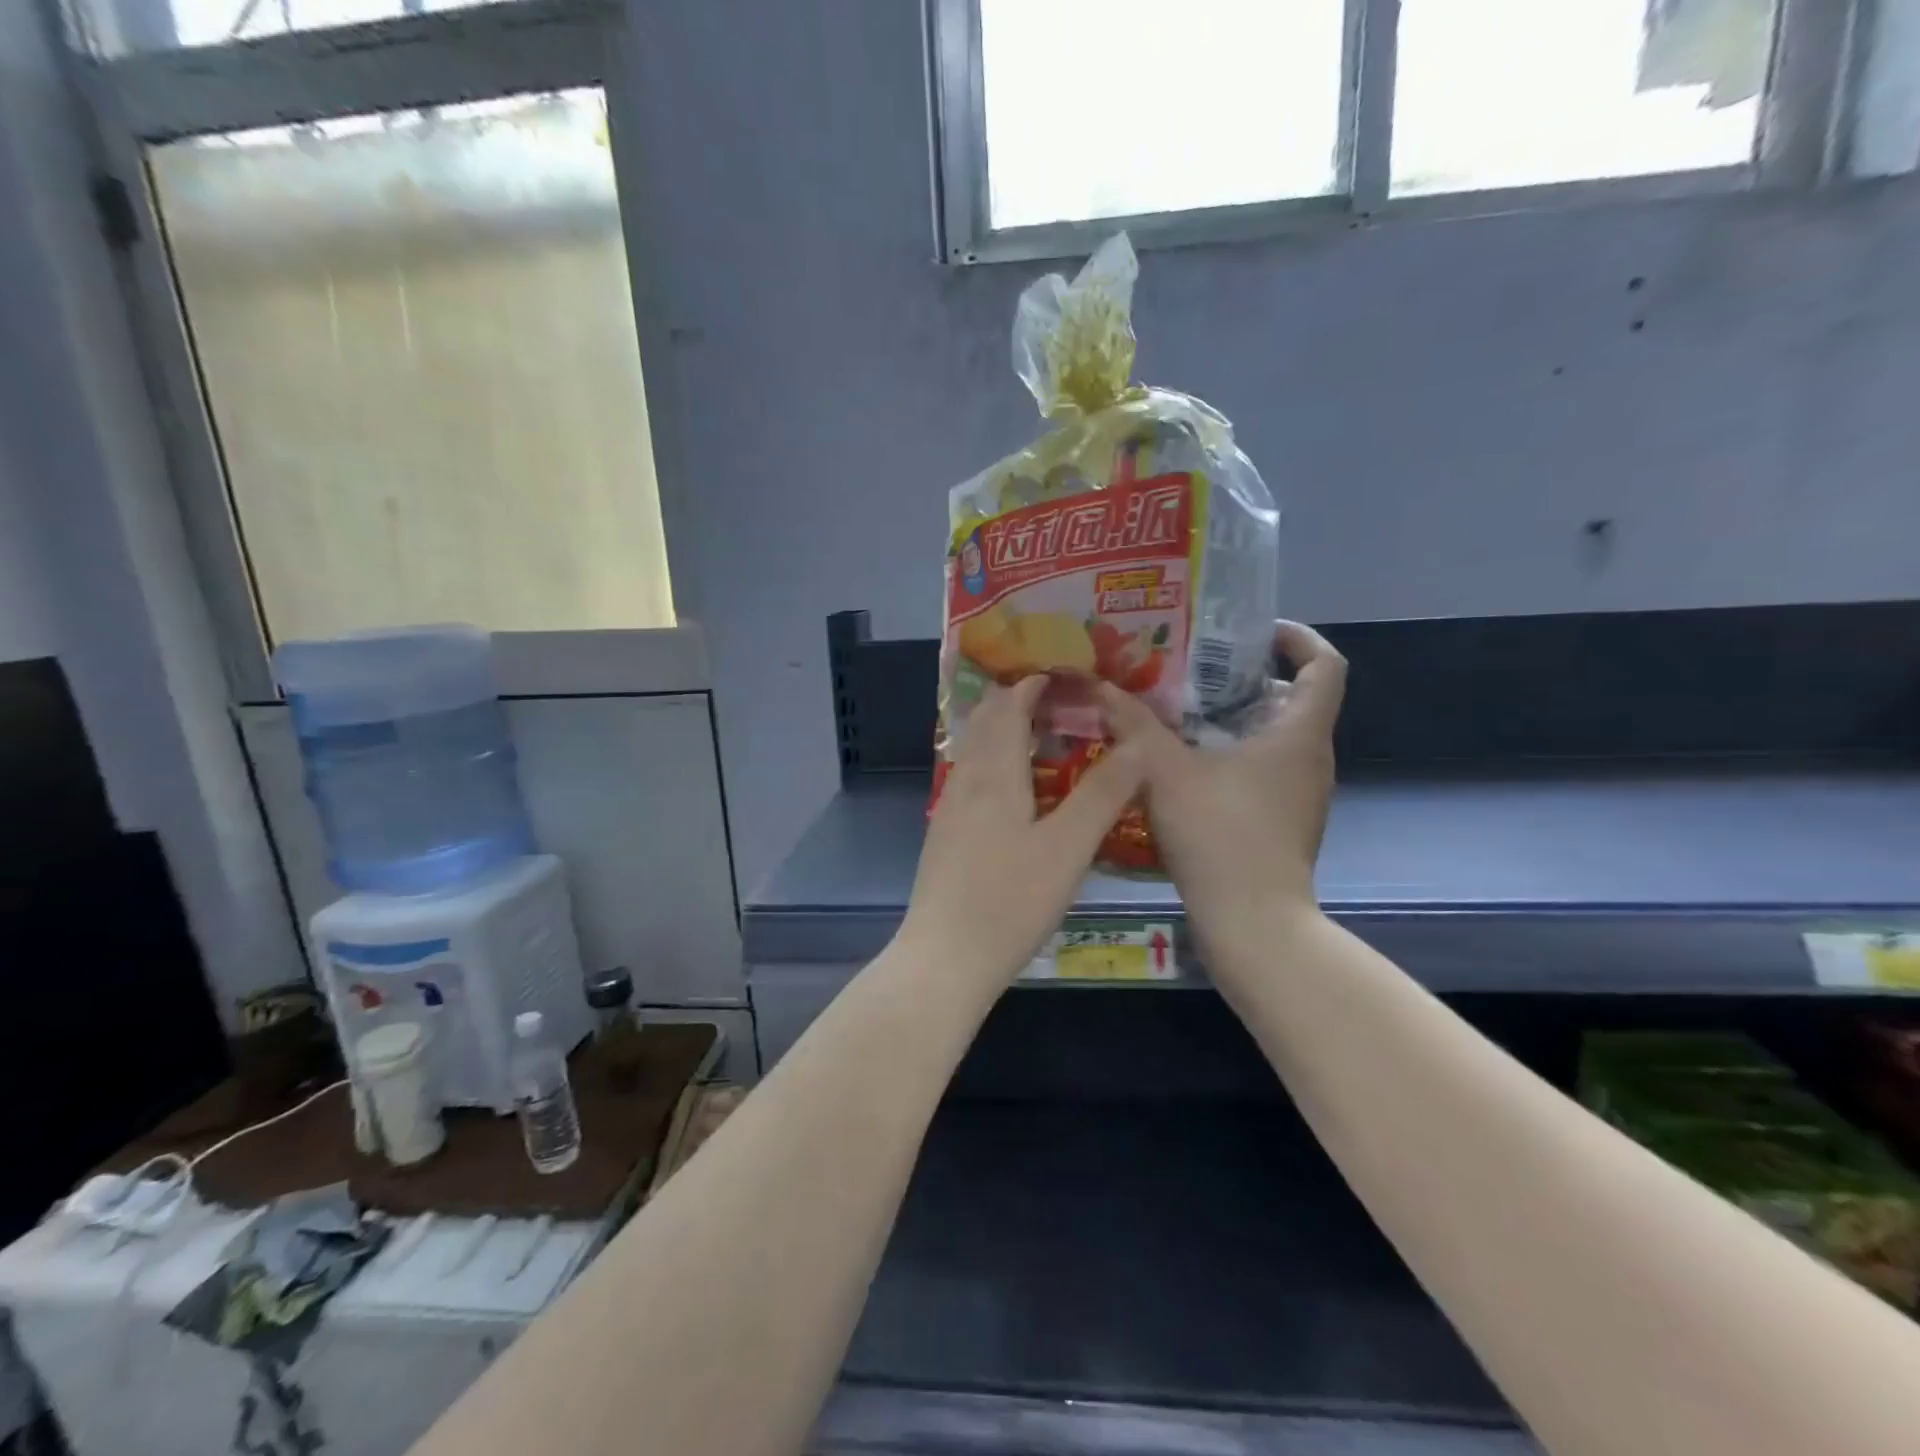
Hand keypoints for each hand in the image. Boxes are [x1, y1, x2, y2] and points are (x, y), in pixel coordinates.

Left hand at [899, 675, 1144, 985]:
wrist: (944, 958)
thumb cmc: (1009, 901)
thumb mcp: (1068, 848)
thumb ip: (1103, 794)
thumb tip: (1137, 744)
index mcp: (994, 774)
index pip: (1009, 706)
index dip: (1034, 684)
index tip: (1066, 674)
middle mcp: (966, 781)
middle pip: (987, 723)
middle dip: (1019, 701)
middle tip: (1061, 700)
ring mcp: (950, 809)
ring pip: (977, 751)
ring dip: (1007, 732)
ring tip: (1046, 738)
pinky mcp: (946, 836)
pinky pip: (973, 779)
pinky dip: (997, 764)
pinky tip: (1019, 790)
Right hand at [1099, 622, 1346, 933]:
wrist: (1252, 923)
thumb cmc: (1218, 834)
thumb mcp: (1164, 770)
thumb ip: (1132, 724)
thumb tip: (1099, 686)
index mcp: (1299, 734)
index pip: (1325, 665)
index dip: (1297, 638)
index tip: (1254, 634)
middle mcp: (1312, 759)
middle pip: (1296, 700)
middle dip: (1247, 680)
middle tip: (1195, 673)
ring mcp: (1303, 796)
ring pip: (1277, 740)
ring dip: (1236, 721)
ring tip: (1181, 716)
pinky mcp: (1286, 824)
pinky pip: (1267, 773)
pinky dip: (1235, 758)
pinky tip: (1187, 769)